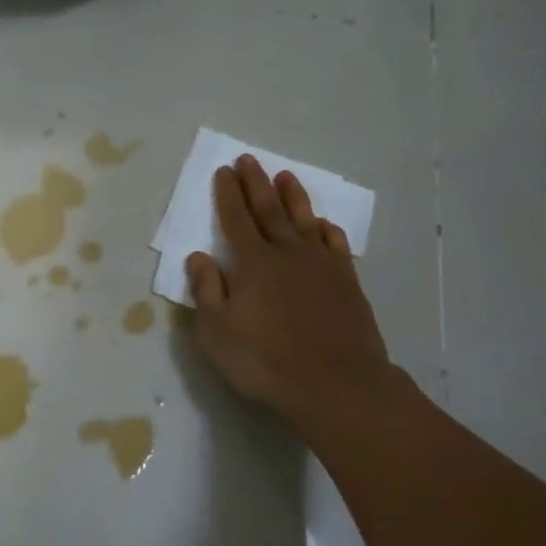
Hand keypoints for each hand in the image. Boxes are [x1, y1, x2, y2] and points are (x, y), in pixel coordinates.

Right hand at [186, 156, 400, 440]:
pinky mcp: (347, 281)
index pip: (235, 219)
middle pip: (268, 210)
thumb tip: (198, 256)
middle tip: (249, 160)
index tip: (224, 171)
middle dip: (256, 183)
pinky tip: (322, 224)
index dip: (228, 194)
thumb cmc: (266, 361)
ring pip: (304, 220)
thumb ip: (206, 291)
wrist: (337, 385)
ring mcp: (321, 265)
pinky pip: (334, 244)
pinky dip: (326, 229)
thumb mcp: (216, 333)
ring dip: (292, 196)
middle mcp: (286, 253)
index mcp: (252, 263)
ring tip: (285, 176)